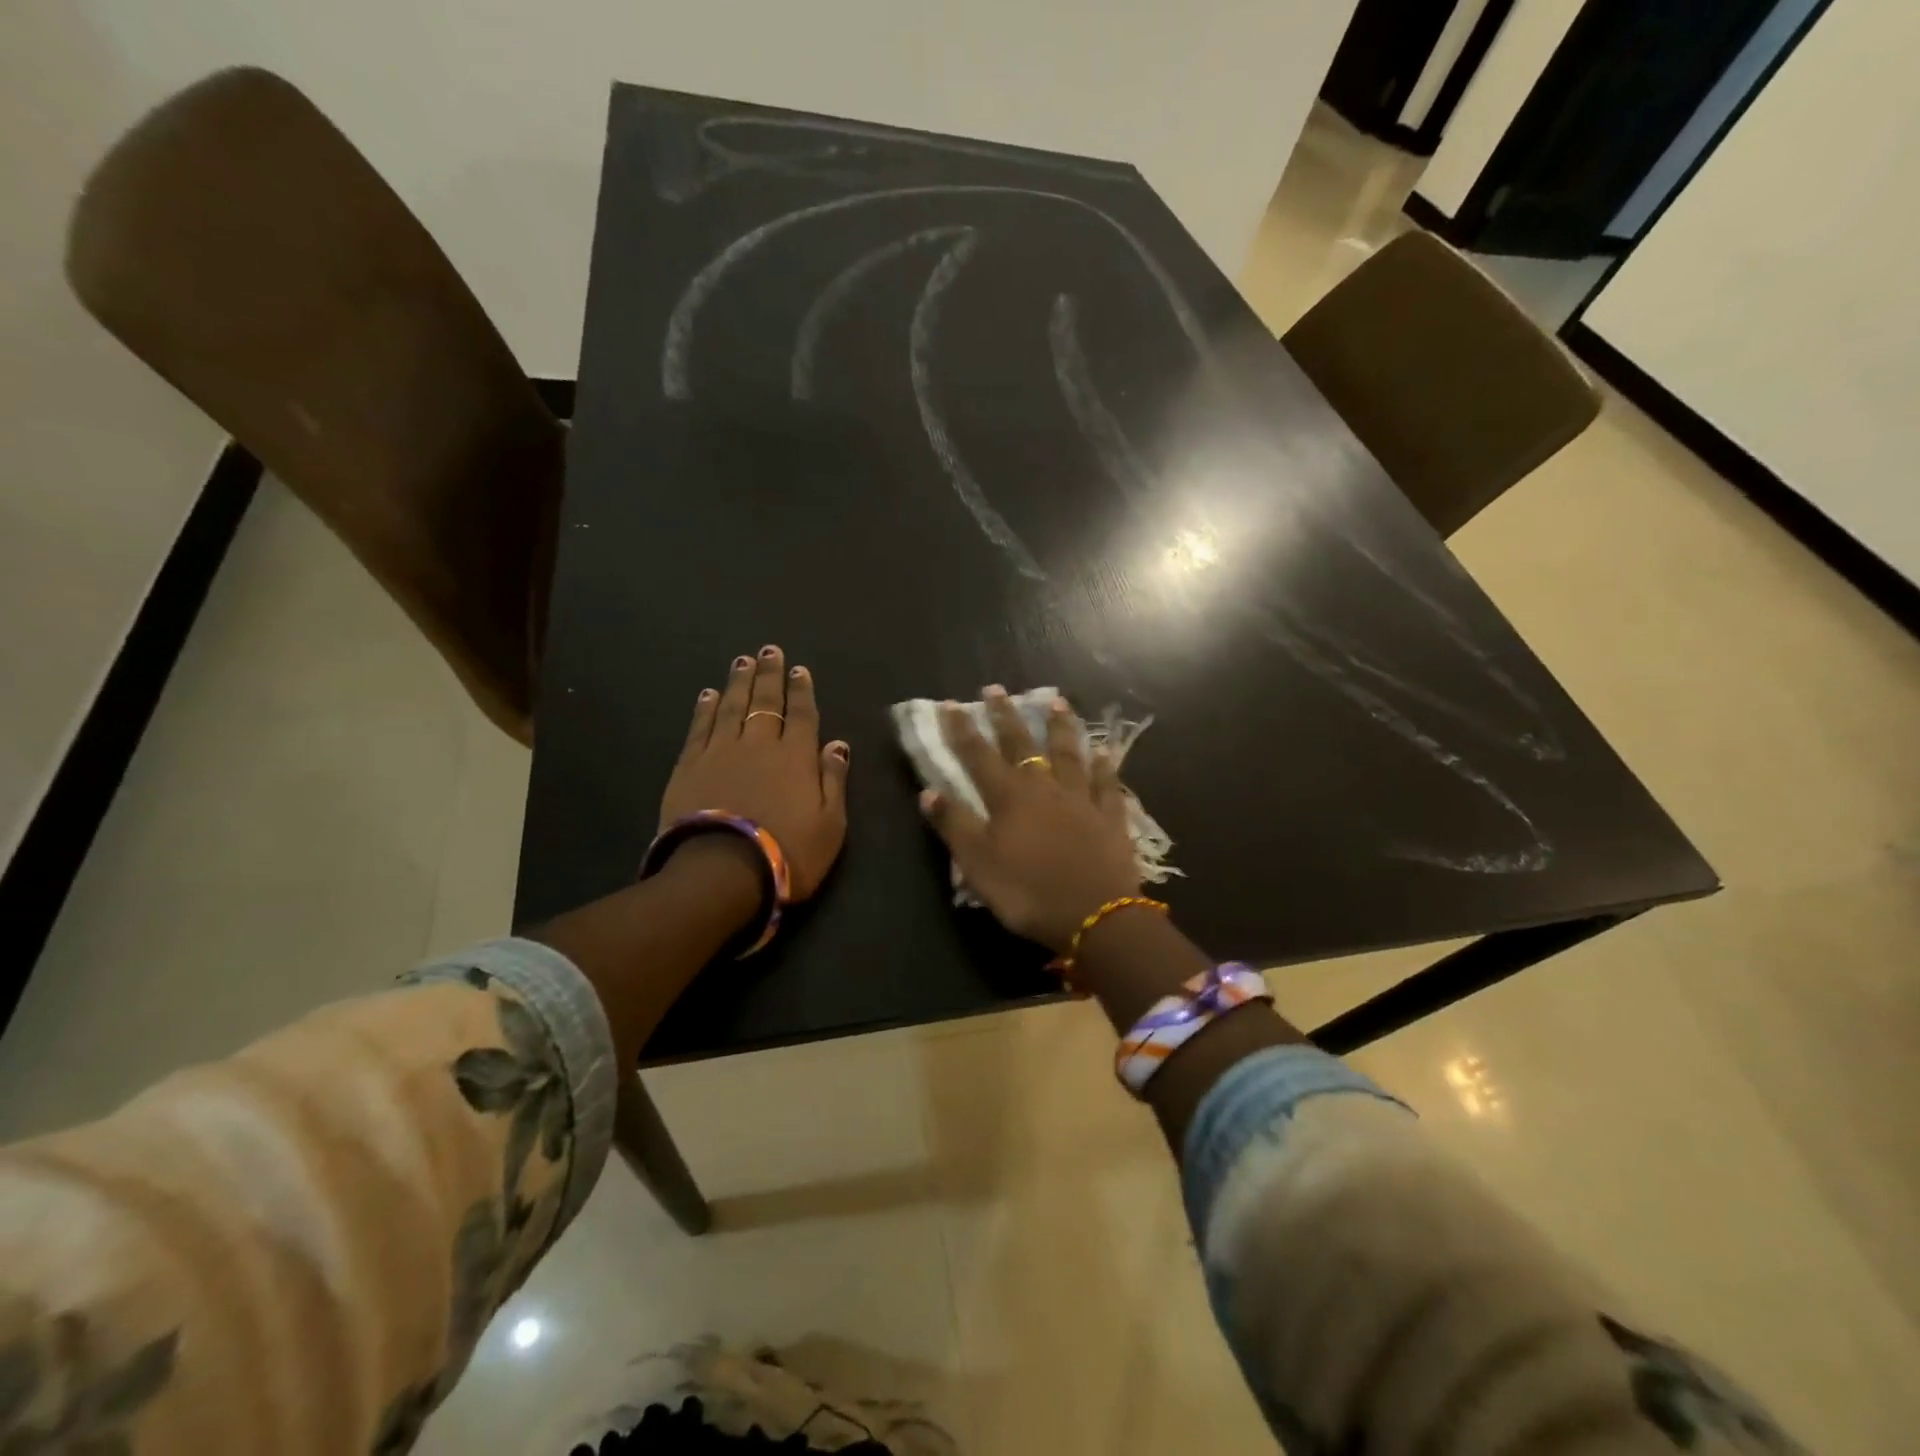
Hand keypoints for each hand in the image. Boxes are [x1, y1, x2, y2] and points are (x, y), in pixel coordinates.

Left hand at [662, 646, 849, 899]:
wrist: (723, 872)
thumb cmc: (788, 853)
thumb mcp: (830, 824)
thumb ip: (834, 780)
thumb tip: (837, 744)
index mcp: (796, 757)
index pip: (801, 715)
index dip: (801, 690)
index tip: (799, 669)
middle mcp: (759, 745)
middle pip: (765, 702)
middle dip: (769, 675)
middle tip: (769, 650)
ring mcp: (720, 752)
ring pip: (732, 707)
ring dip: (739, 682)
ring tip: (742, 661)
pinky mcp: (689, 767)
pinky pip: (699, 728)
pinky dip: (705, 709)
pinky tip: (708, 694)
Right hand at [919, 685, 1141, 952]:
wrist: (1097, 916)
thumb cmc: (1029, 892)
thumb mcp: (978, 865)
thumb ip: (954, 825)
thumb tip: (928, 791)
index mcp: (1009, 797)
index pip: (979, 755)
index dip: (962, 730)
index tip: (951, 704)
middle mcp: (1045, 788)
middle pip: (1022, 745)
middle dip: (1006, 716)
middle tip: (996, 689)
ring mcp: (1082, 799)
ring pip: (1069, 754)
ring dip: (1060, 727)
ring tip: (1057, 702)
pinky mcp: (1110, 817)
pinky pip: (1107, 784)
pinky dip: (1105, 766)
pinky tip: (1105, 752)